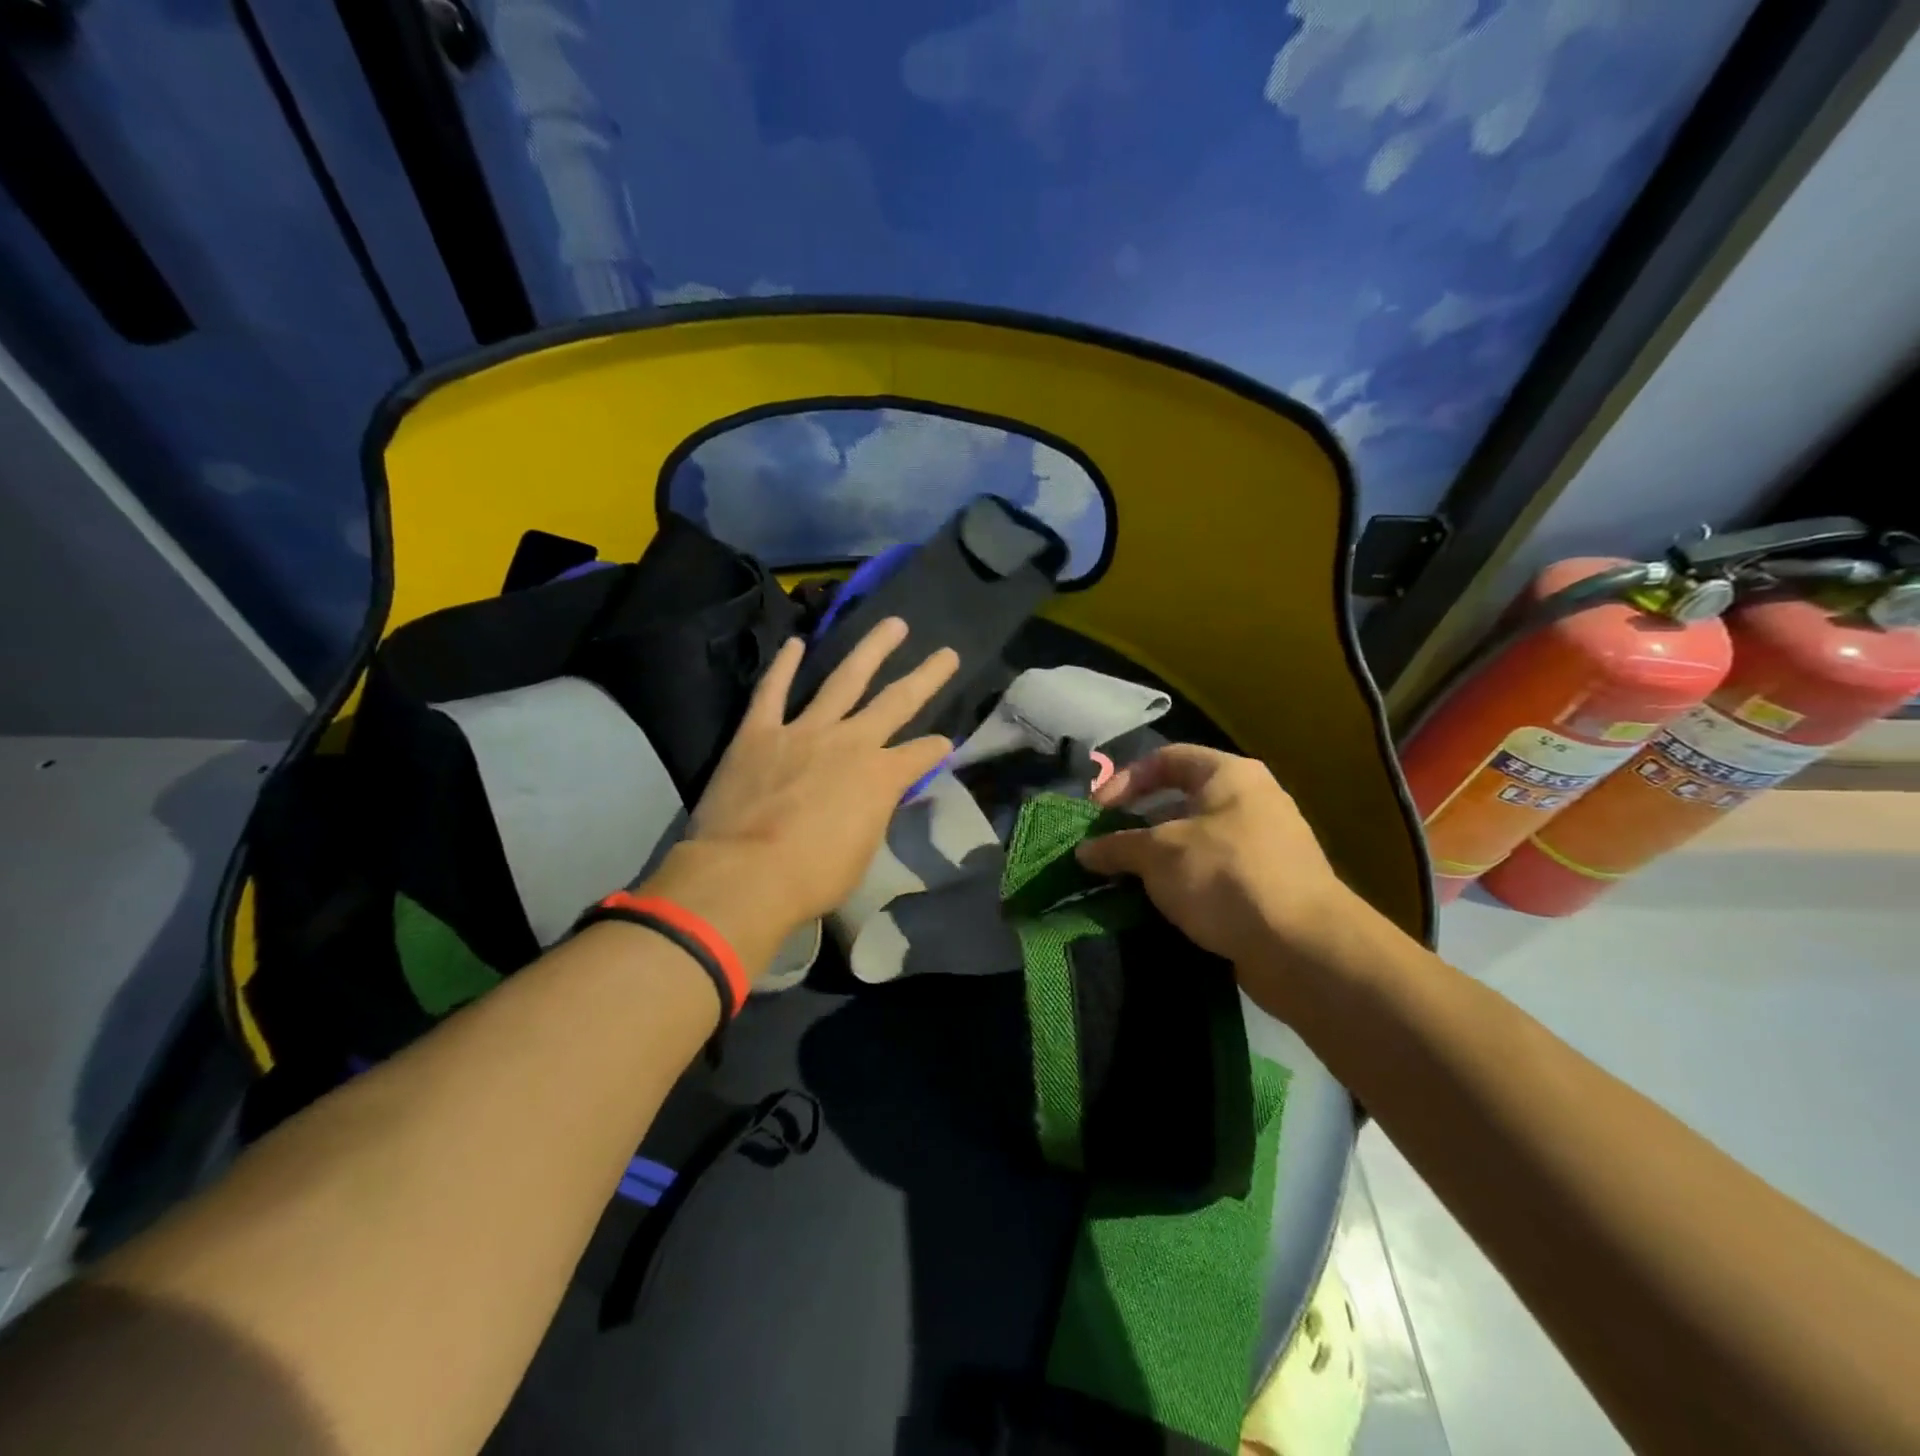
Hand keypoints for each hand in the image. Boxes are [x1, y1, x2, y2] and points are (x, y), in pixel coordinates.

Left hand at [645, 618, 957, 975]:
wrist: (747, 874)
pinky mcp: (760, 732)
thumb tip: (879, 799)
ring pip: (844, 679)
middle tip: (947, 653)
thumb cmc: (813, 876)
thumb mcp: (862, 852)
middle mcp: (851, 742)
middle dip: (927, 676)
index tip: (944, 744)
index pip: (920, 754)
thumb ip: (873, 814)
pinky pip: (773, 691)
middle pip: (897, 701)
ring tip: (893, 624)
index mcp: (881, 776)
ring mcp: (804, 731)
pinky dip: (783, 666)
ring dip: (871, 650)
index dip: (935, 749)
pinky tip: (795, 642)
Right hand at [1074, 744, 1359, 975]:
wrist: (1302, 948)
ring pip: (1195, 842)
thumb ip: (1117, 846)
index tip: (1097, 813)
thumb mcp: (1159, 854)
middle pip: (1180, 802)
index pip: (1166, 759)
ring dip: (1157, 861)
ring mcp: (1264, 845)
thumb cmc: (1225, 877)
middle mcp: (1251, 801)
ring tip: (1125, 883)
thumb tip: (1084, 851)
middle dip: (1138, 826)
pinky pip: (1213, 875)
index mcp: (1230, 776)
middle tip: (1107, 851)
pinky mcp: (1268, 887)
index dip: (1125, 780)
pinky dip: (1183, 886)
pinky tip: (1159, 907)